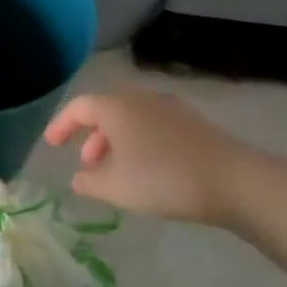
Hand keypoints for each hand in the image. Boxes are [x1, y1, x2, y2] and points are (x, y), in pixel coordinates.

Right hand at [44, 88, 257, 226]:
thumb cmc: (163, 179)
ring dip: (116, 142)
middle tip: (87, 165)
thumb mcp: (115, 188)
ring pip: (131, 119)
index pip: (78, 107)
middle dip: (91, 136)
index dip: (61, 125)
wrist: (234, 182)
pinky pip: (152, 126)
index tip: (52, 145)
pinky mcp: (193, 124)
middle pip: (106, 111)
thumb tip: (78, 178)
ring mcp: (171, 109)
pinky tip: (146, 169)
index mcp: (116, 107)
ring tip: (116, 171)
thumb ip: (88, 182)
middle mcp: (141, 99)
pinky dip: (139, 142)